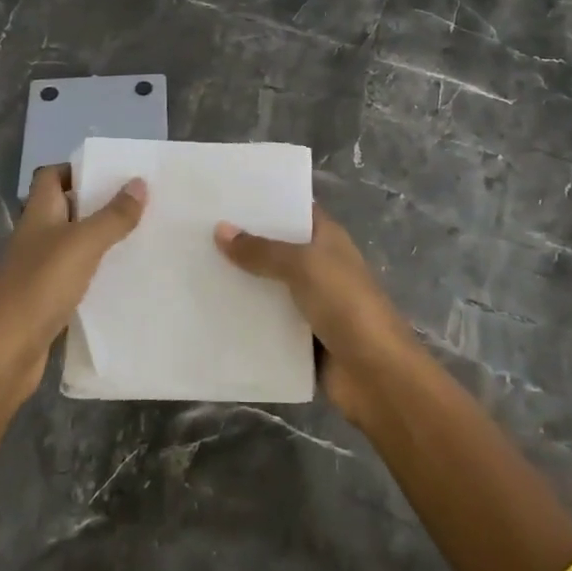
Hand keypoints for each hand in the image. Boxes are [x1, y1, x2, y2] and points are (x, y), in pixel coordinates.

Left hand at [0, 163, 147, 397]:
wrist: (5, 353)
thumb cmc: (41, 286)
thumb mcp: (83, 244)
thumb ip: (113, 215)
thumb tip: (139, 182)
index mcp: (39, 213)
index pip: (52, 176)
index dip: (78, 169)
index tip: (114, 174)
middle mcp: (36, 236)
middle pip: (67, 207)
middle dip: (99, 203)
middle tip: (139, 204)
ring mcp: (39, 269)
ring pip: (74, 242)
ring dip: (101, 238)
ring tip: (140, 236)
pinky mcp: (46, 299)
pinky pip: (76, 274)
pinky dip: (96, 271)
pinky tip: (122, 277)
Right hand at [214, 205, 418, 421]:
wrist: (377, 375)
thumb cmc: (346, 306)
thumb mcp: (304, 267)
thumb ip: (262, 250)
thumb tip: (220, 229)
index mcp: (327, 239)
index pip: (294, 210)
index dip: (264, 202)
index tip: (224, 195)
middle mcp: (318, 266)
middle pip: (275, 248)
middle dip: (242, 242)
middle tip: (196, 230)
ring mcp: (310, 302)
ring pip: (267, 285)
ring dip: (239, 281)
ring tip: (193, 266)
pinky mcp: (299, 337)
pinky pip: (266, 321)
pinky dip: (244, 317)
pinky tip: (209, 309)